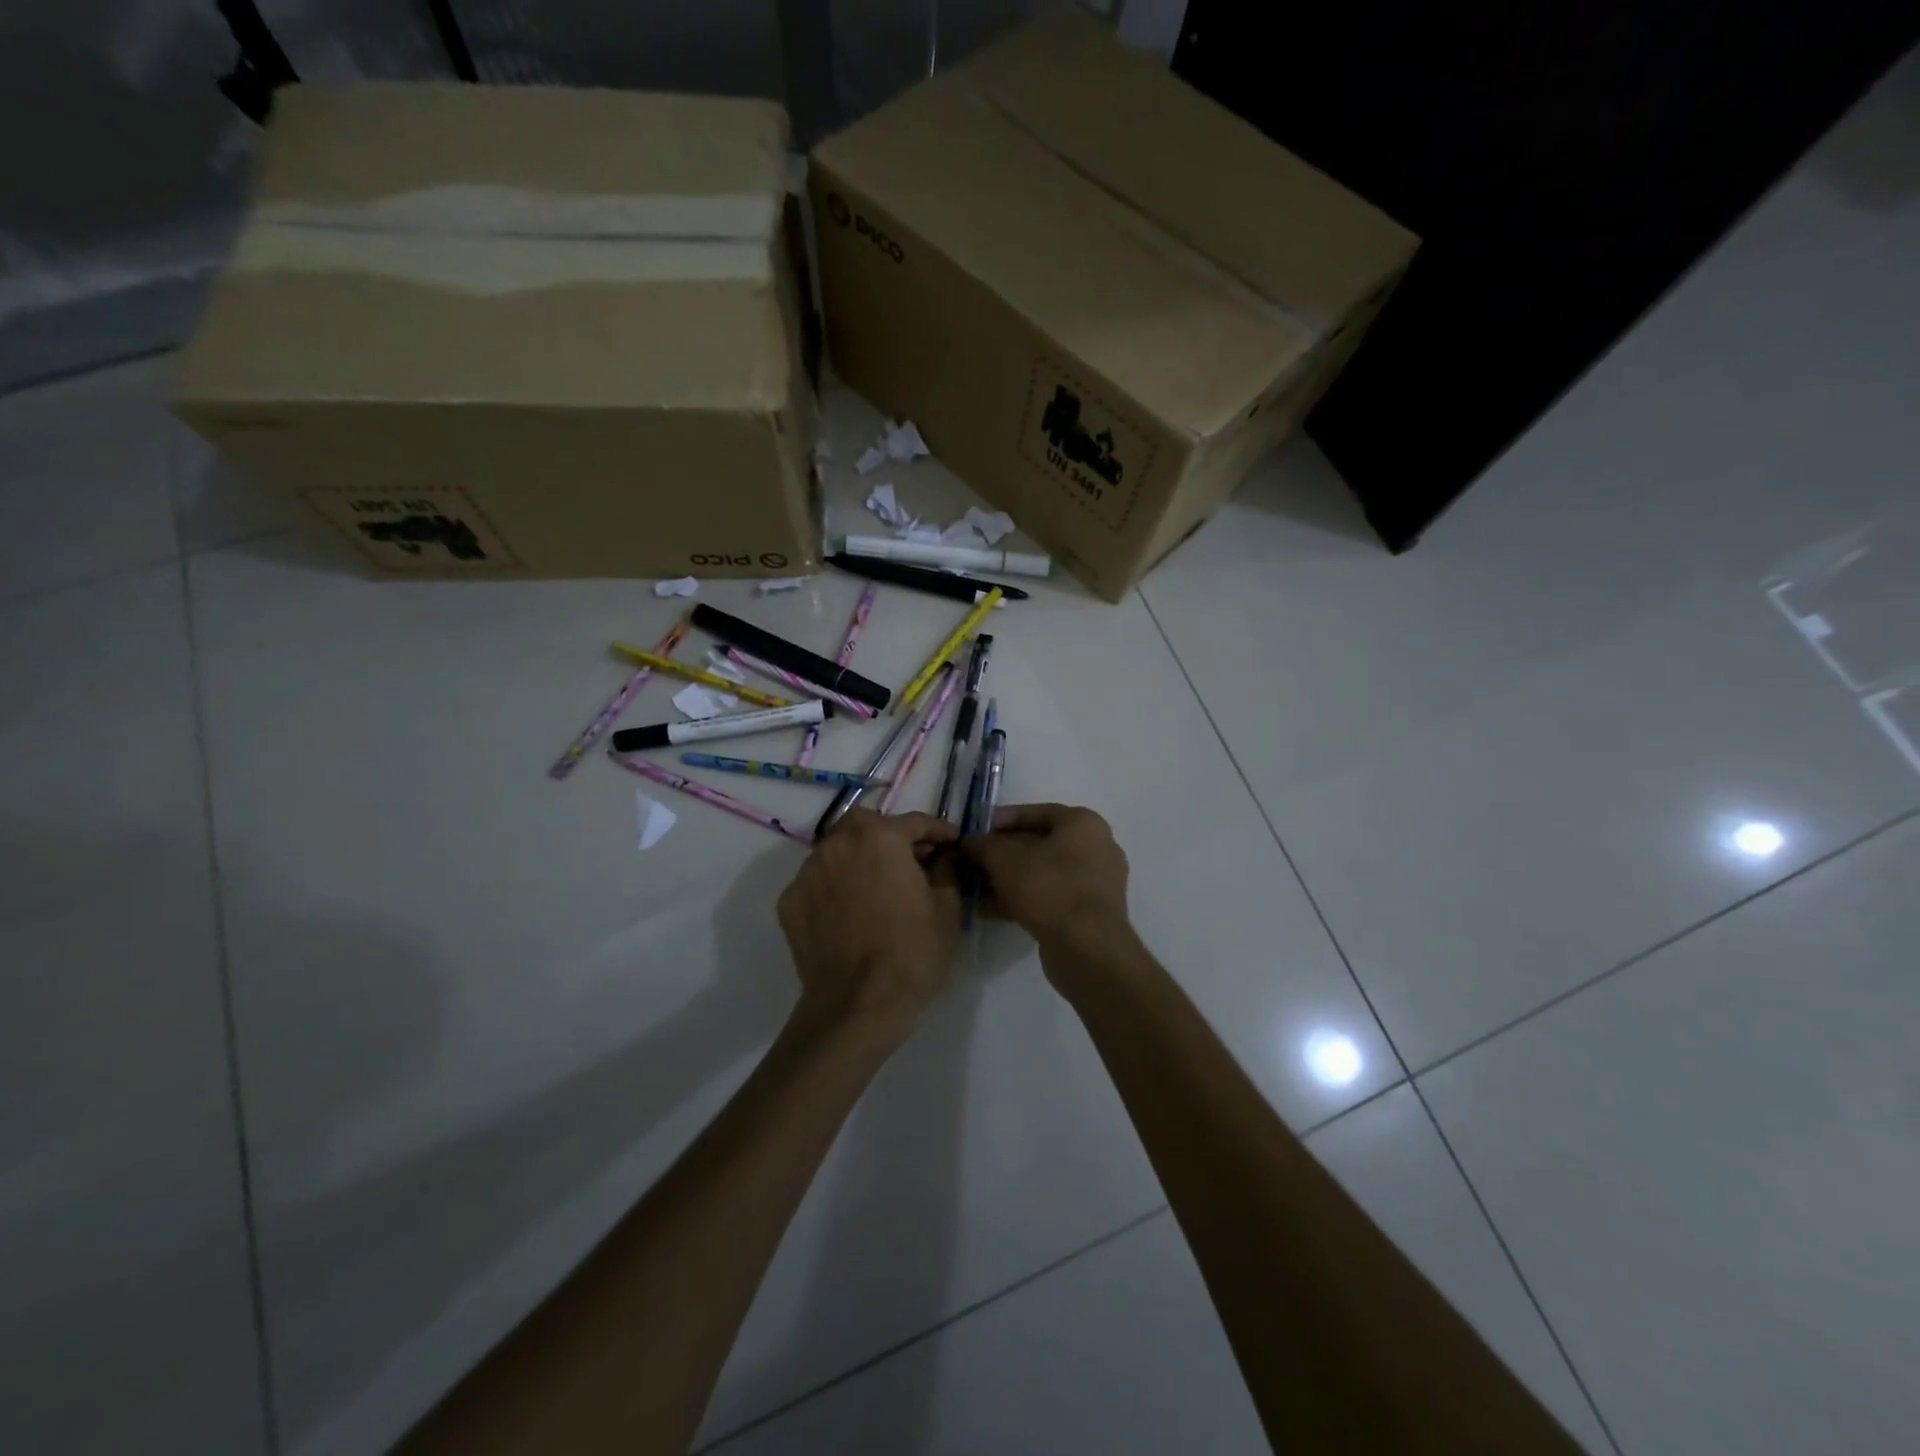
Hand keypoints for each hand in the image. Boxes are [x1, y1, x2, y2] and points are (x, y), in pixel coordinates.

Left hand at [778, 809, 960, 1037]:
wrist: (857, 1005)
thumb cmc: (912, 952)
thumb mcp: (947, 908)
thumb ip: (947, 870)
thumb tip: (944, 856)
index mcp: (880, 837)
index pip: (915, 822)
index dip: (938, 831)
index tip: (952, 841)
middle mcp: (838, 843)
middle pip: (866, 824)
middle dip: (888, 834)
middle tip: (908, 858)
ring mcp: (808, 872)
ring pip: (836, 850)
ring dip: (857, 858)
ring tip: (876, 885)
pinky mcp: (790, 902)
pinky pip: (817, 882)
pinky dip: (834, 886)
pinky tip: (848, 911)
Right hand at [960, 803, 1130, 957]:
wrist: (1087, 948)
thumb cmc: (1048, 888)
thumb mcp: (1005, 859)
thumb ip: (984, 844)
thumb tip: (970, 841)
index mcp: (1084, 824)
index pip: (1037, 812)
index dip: (1003, 819)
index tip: (977, 830)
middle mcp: (1096, 848)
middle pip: (1039, 844)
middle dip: (1002, 854)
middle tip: (973, 861)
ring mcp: (1095, 883)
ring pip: (1042, 874)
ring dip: (1007, 879)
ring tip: (974, 888)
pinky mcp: (1088, 913)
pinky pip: (1050, 897)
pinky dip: (1021, 899)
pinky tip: (989, 910)